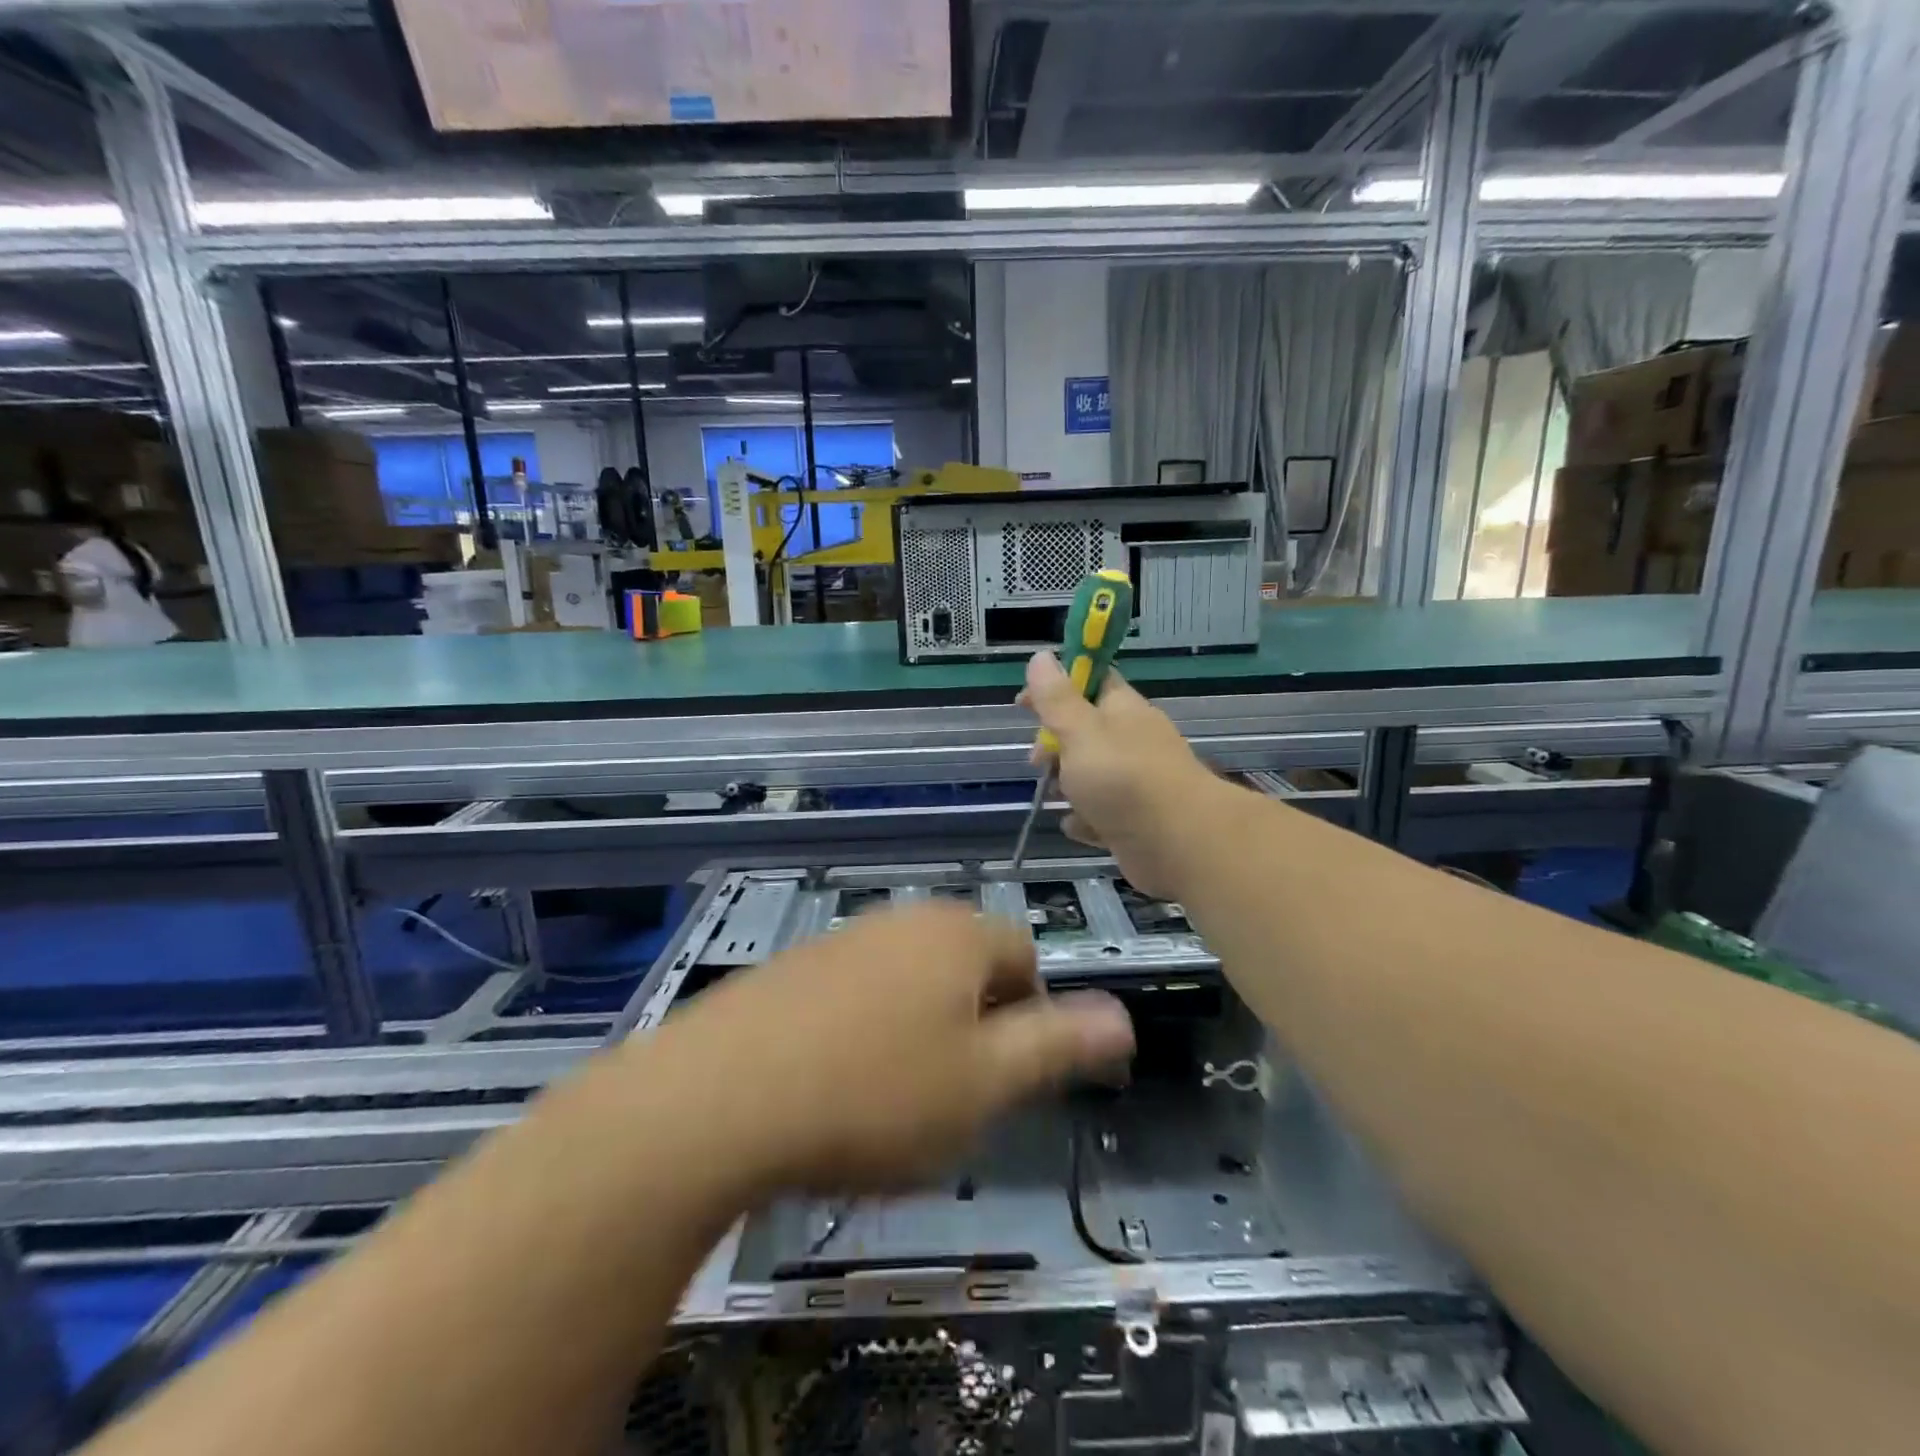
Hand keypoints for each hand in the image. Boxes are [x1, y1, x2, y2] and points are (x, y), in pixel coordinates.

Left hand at [663, 904, 1135, 1193]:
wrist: (717, 1098)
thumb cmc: (874, 1093)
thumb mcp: (985, 1084)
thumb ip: (1058, 1045)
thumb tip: (1123, 1018)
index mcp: (958, 934)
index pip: (1027, 957)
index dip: (1033, 1018)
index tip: (1008, 1080)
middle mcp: (904, 919)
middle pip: (968, 966)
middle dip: (976, 1026)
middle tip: (953, 1097)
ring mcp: (843, 939)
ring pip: (911, 982)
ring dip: (920, 1032)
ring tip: (893, 1101)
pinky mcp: (794, 968)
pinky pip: (857, 993)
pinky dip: (864, 1033)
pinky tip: (835, 1086)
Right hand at [1019, 652, 1230, 898]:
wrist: (1180, 843)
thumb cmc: (1123, 779)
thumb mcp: (1080, 731)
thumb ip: (1057, 699)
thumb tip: (1041, 656)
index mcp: (1122, 709)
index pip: (1090, 681)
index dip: (1055, 686)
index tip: (1023, 703)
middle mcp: (1132, 741)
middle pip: (1085, 732)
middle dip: (1055, 745)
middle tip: (1039, 761)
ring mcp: (1137, 782)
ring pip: (1091, 775)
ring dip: (1068, 786)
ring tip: (1056, 797)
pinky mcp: (1136, 820)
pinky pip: (1102, 814)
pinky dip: (1087, 820)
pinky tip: (1078, 826)